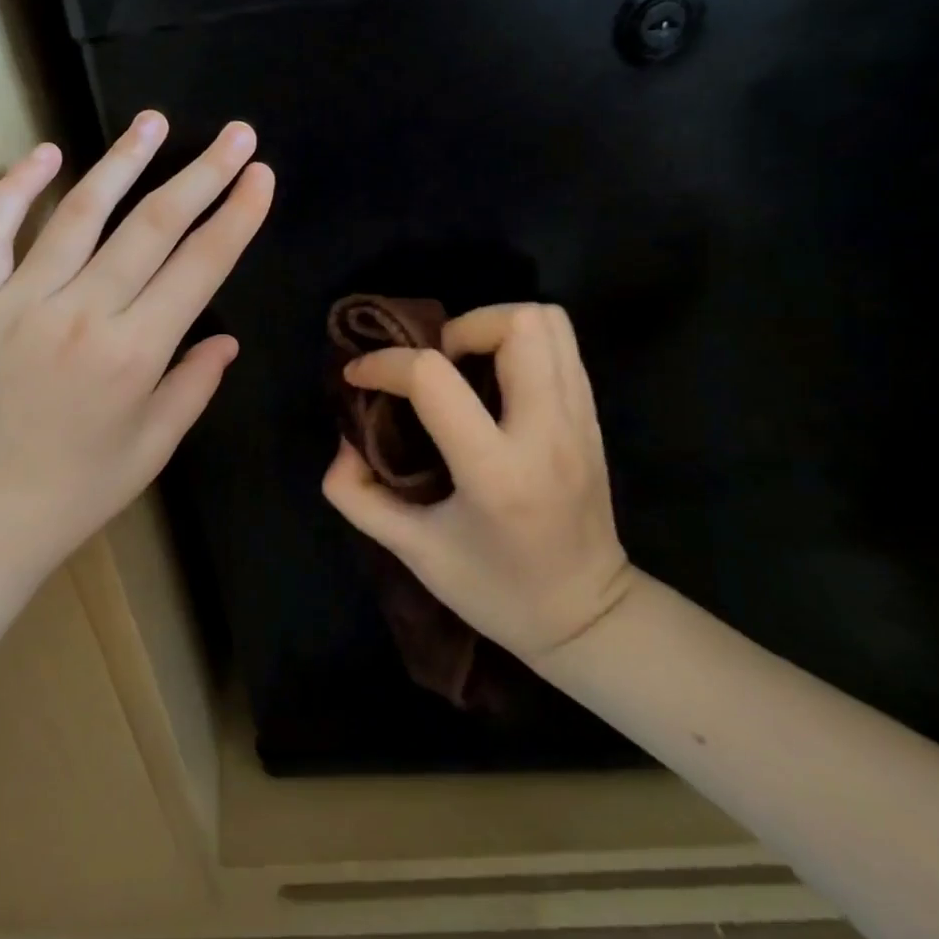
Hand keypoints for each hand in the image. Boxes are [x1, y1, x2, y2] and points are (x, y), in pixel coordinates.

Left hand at [0, 112, 273, 597]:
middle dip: (202, 175)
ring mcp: (20, 302)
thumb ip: (194, 384)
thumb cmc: (76, 493)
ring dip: (122, 162)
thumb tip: (227, 337)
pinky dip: (15, 188)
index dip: (237, 216)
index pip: (201, 266)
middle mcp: (81, 314)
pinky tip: (45, 153)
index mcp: (135, 353)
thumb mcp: (153, 448)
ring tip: (154, 122)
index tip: (261, 175)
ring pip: (79, 214)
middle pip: (152, 226)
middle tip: (236, 135)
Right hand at [321, 303, 633, 665]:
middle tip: (433, 364)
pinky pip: (562, 345)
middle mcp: (546, 432)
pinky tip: (494, 380)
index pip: (433, 379)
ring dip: (493, 326)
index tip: (359, 377)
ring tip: (463, 365)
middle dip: (459, 327)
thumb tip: (345, 441)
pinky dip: (520, 342)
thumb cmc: (495, 589)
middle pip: (515, 324)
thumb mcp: (412, 552)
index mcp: (495, 472)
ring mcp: (579, 420)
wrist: (587, 617)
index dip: (384, 364)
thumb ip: (358, 496)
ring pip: (547, 321)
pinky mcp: (593, 417)